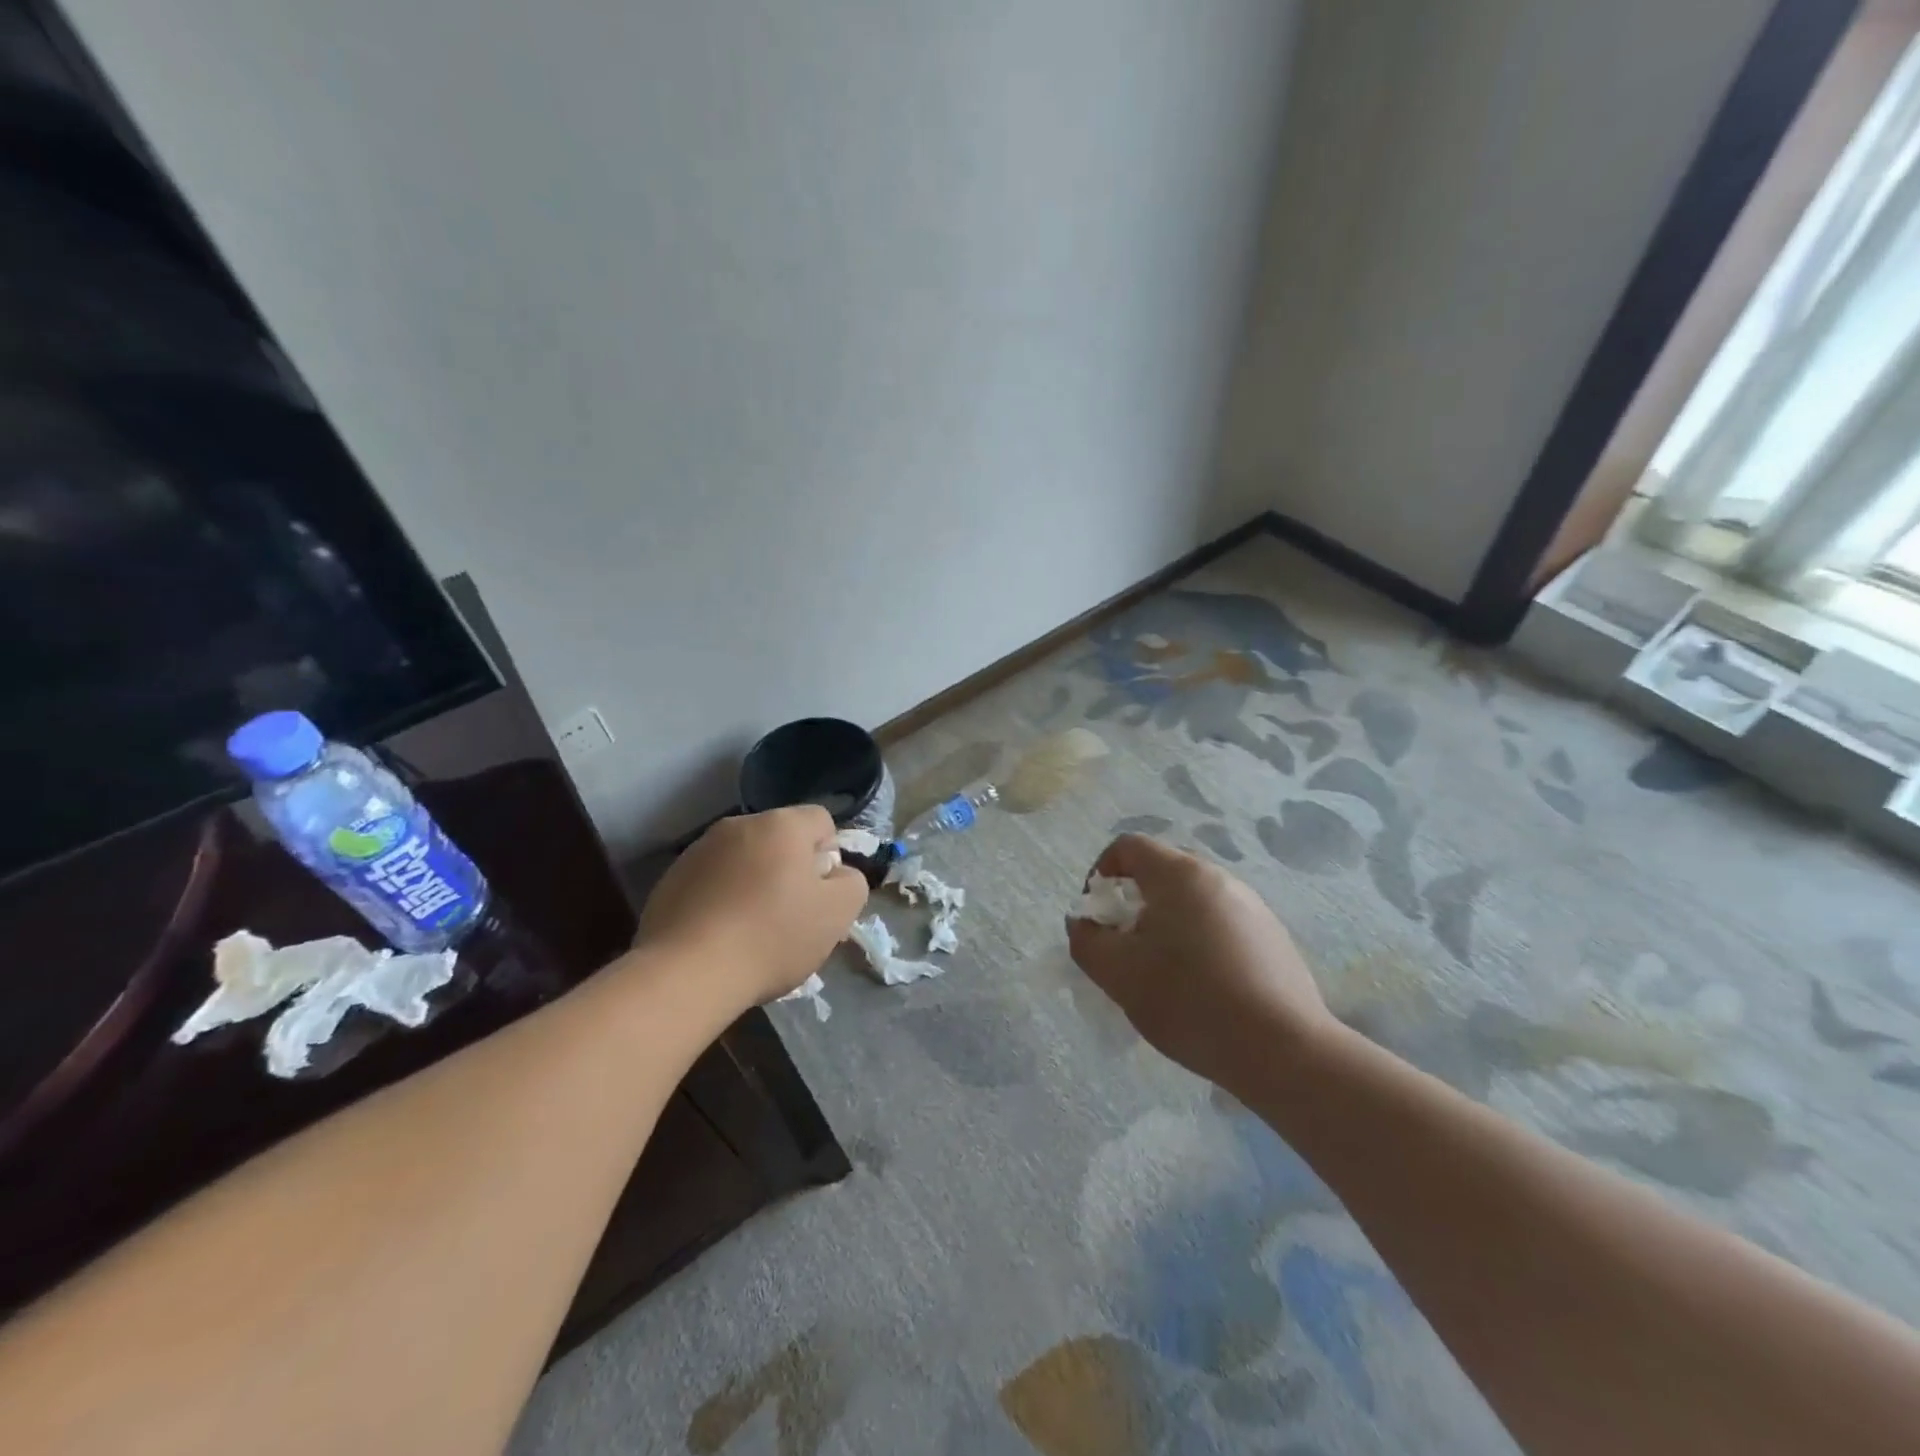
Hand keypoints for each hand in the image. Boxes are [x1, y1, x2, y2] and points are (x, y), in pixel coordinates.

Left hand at [638, 806, 868, 1008]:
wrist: (686, 974)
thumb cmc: (772, 937)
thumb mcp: (837, 914)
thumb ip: (852, 883)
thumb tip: (836, 873)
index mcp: (782, 824)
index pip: (821, 821)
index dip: (829, 856)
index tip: (821, 895)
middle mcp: (738, 825)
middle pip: (780, 840)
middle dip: (790, 870)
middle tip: (791, 917)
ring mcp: (698, 851)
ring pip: (743, 861)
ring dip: (753, 884)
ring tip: (751, 932)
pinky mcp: (669, 880)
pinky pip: (711, 882)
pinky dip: (721, 901)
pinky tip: (719, 938)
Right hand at [1066, 834, 1336, 1091]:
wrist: (1283, 1051)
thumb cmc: (1191, 1001)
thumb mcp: (1120, 975)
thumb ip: (1087, 942)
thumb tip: (1085, 924)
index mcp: (1180, 875)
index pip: (1128, 846)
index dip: (1101, 873)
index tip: (1097, 918)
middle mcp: (1219, 878)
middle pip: (1160, 872)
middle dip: (1132, 904)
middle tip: (1125, 949)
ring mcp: (1252, 906)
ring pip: (1192, 901)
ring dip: (1166, 924)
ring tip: (1163, 974)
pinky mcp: (1273, 937)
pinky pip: (1220, 924)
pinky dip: (1199, 942)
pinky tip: (1203, 988)